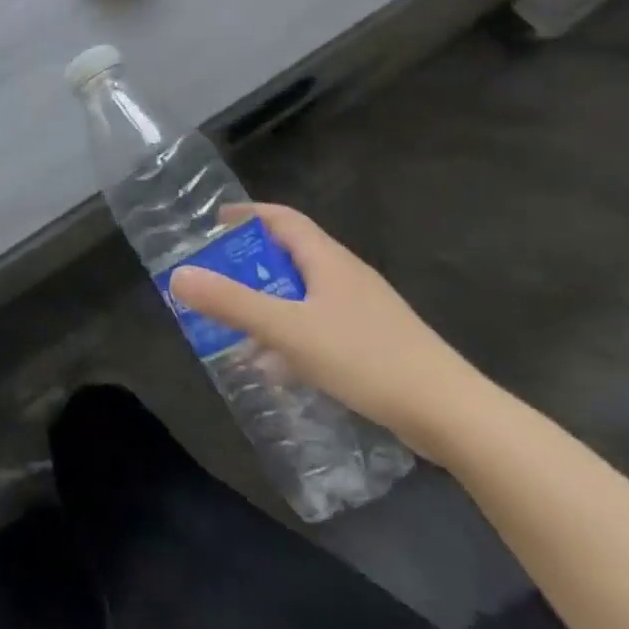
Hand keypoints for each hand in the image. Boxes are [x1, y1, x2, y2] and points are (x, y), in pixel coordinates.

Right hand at [169, 203, 483, 460]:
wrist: (450, 413)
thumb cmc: (365, 358)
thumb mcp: (288, 329)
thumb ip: (232, 303)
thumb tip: (178, 276)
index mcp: (327, 259)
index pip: (282, 219)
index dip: (246, 215)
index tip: (212, 223)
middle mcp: (345, 276)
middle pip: (290, 255)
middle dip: (249, 264)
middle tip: (214, 279)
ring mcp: (363, 310)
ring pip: (303, 295)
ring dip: (267, 303)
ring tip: (235, 326)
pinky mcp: (373, 343)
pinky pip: (318, 326)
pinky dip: (290, 334)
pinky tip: (278, 367)